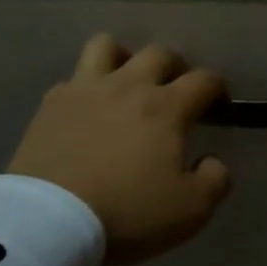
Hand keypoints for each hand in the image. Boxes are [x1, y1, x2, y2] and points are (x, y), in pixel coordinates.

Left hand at [9, 34, 230, 265]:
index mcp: (166, 107)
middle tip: (175, 89)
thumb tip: (213, 161)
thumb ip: (214, 181)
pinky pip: (72, 78)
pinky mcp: (53, 103)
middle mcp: (130, 85)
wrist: (49, 220)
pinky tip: (86, 109)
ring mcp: (87, 89)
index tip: (218, 103)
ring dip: (123, 57)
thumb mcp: (189, 211)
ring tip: (126, 81)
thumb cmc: (126, 212)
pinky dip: (85, 87)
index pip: (204, 80)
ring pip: (108, 45)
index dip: (217, 87)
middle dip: (175, 65)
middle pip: (159, 53)